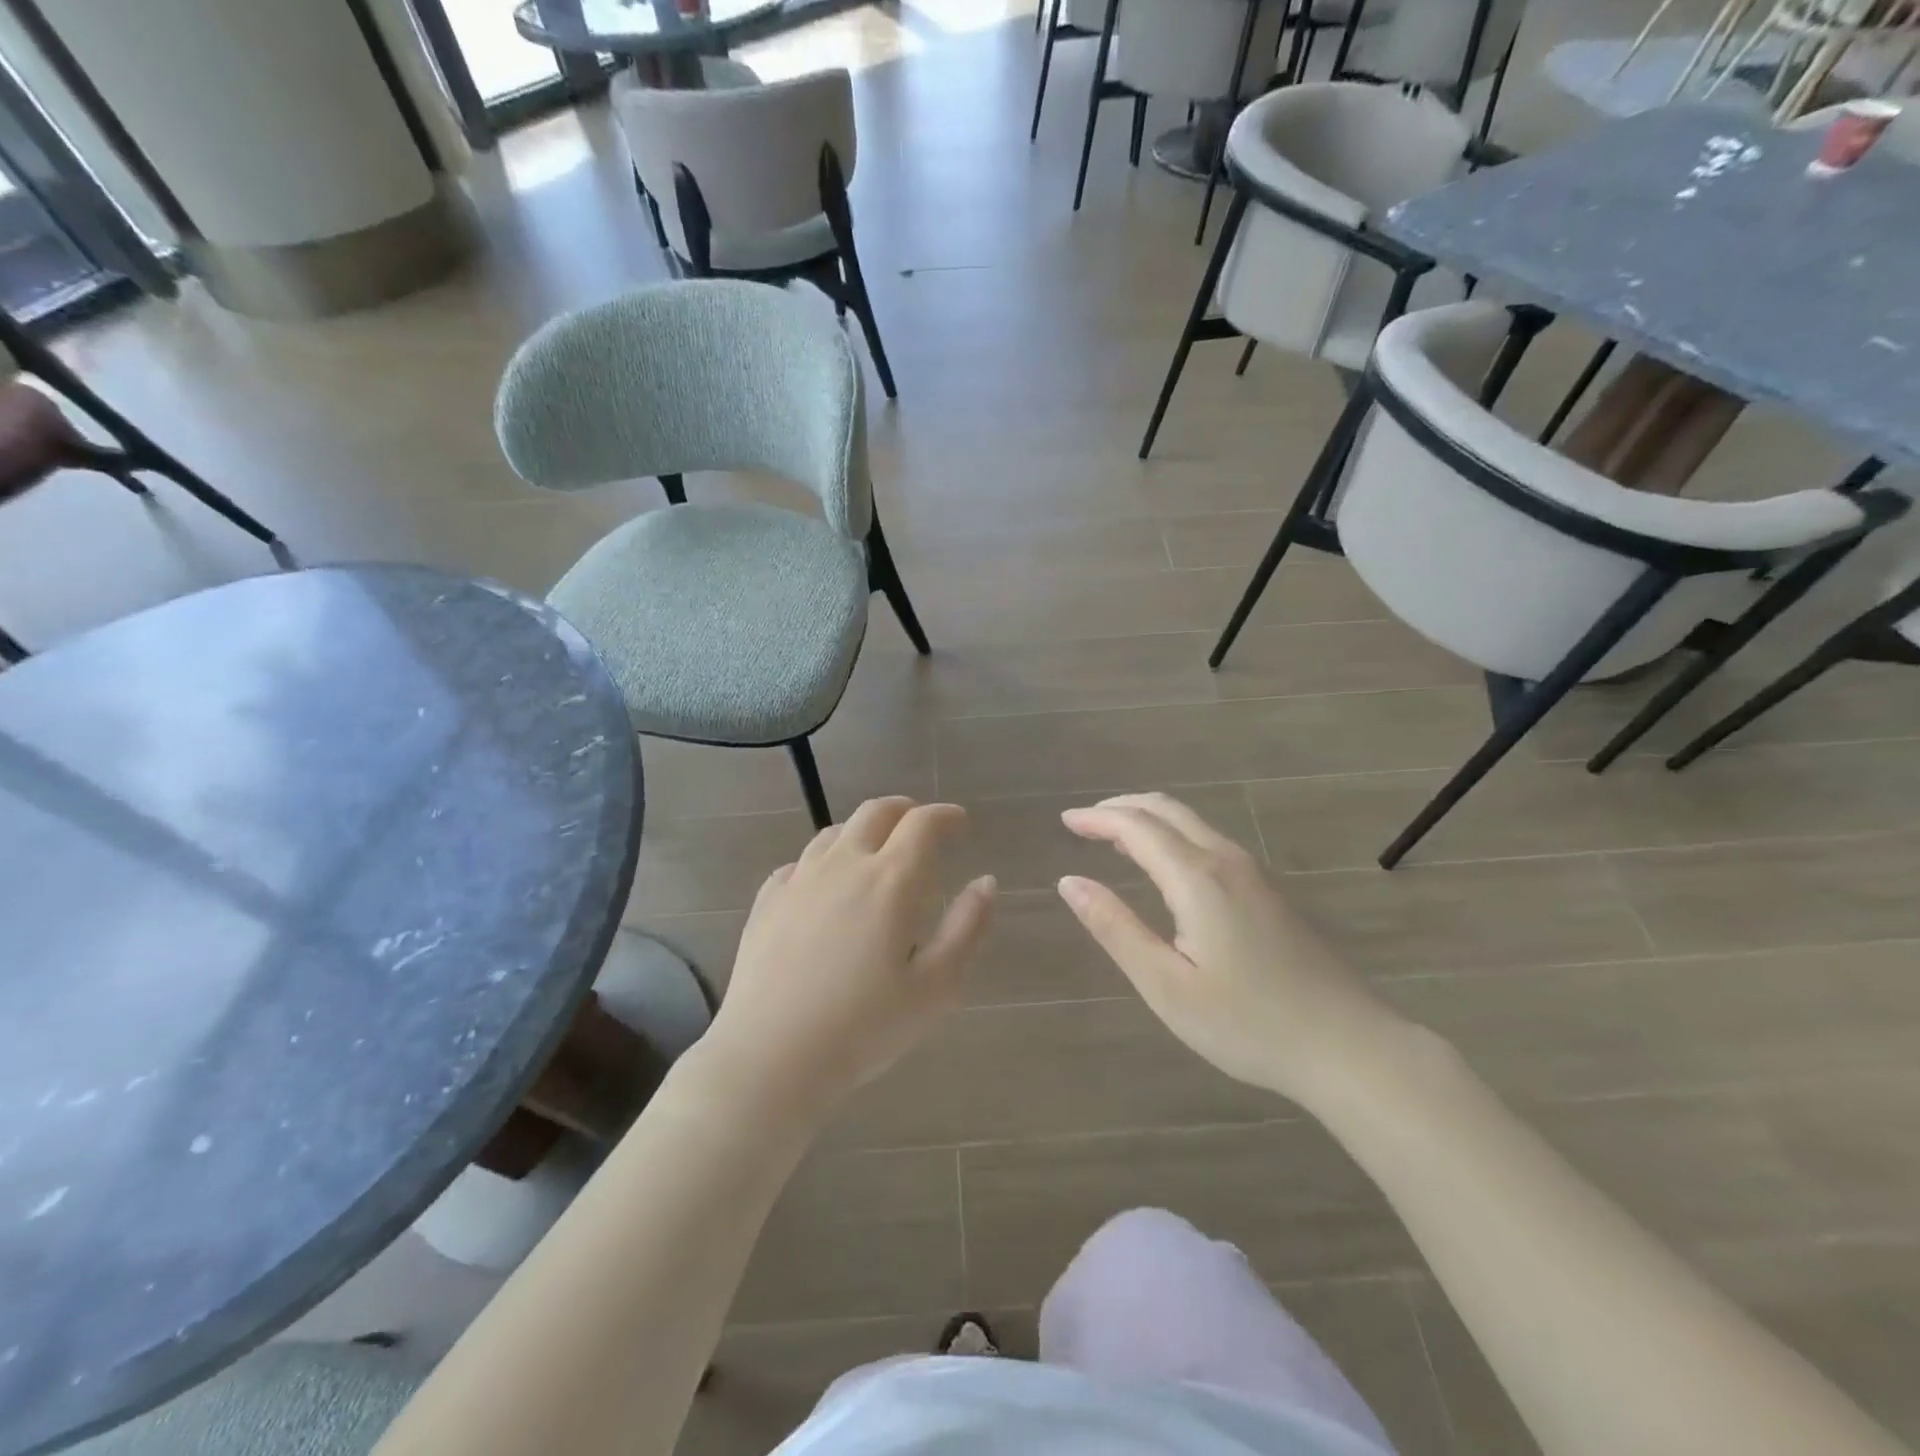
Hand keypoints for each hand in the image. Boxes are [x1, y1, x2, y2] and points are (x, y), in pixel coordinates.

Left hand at [693, 797, 995, 1126]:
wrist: (771, 1056)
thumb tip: (986, 881)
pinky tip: (826, 887)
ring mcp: (800, 878)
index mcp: (891, 879)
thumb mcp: (937, 987)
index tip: (960, 823)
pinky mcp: (767, 900)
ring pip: (835, 832)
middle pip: (876, 812)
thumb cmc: (865, 1027)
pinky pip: (801, 862)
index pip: (923, 823)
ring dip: (864, 831)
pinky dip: (825, 861)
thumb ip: (967, 927)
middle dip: (905, 811)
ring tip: (875, 853)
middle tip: (921, 828)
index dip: (946, 816)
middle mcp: (844, 863)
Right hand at [1058, 793, 1404, 1104]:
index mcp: (1197, 878)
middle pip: (1167, 810)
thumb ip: (1115, 928)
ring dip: (1149, 818)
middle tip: (1085, 821)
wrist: (1348, 1045)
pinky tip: (1166, 862)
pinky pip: (1209, 840)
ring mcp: (1253, 873)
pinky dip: (1174, 834)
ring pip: (1192, 822)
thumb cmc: (1247, 1023)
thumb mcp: (1166, 985)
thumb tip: (1069, 882)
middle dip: (1121, 807)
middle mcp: (1226, 861)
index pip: (1137, 828)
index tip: (1065, 821)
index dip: (1097, 819)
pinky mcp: (1269, 891)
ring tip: (1115, 835)